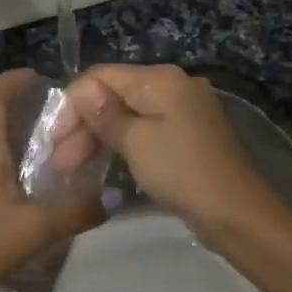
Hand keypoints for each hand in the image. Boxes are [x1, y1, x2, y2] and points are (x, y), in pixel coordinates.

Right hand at [53, 64, 282, 235]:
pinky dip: (121, 143)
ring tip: (72, 168)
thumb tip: (83, 91)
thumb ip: (105, 114)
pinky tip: (102, 162)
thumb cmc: (182, 172)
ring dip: (98, 137)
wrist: (237, 214)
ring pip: (128, 114)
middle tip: (60, 162)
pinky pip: (145, 129)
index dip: (73, 104)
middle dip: (83, 125)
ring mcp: (182, 110)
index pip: (102, 76)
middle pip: (115, 95)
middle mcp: (173, 85)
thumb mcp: (136, 142)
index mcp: (161, 79)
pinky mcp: (187, 134)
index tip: (53, 140)